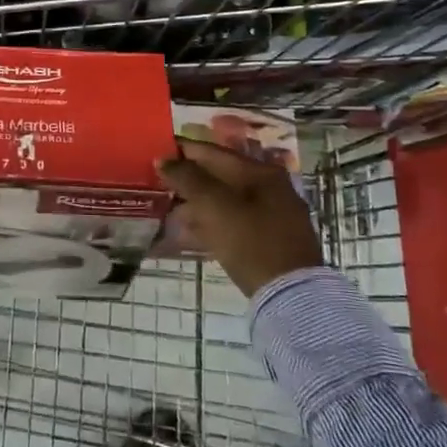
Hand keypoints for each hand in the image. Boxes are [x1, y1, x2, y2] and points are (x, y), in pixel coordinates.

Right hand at [157, 138, 321, 296]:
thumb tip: (164, 159)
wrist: (290, 295)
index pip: (214, 152)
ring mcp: (273, 215)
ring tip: (167, 210)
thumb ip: (188, 179)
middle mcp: (271, 188)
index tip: (156, 152)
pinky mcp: (270, 241)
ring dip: (196, 204)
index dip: (183, 150)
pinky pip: (233, 223)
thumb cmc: (251, 242)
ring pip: (226, 201)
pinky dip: (210, 224)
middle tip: (158, 183)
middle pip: (221, 176)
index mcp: (261, 173)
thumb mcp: (215, 207)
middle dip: (188, 180)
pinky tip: (188, 233)